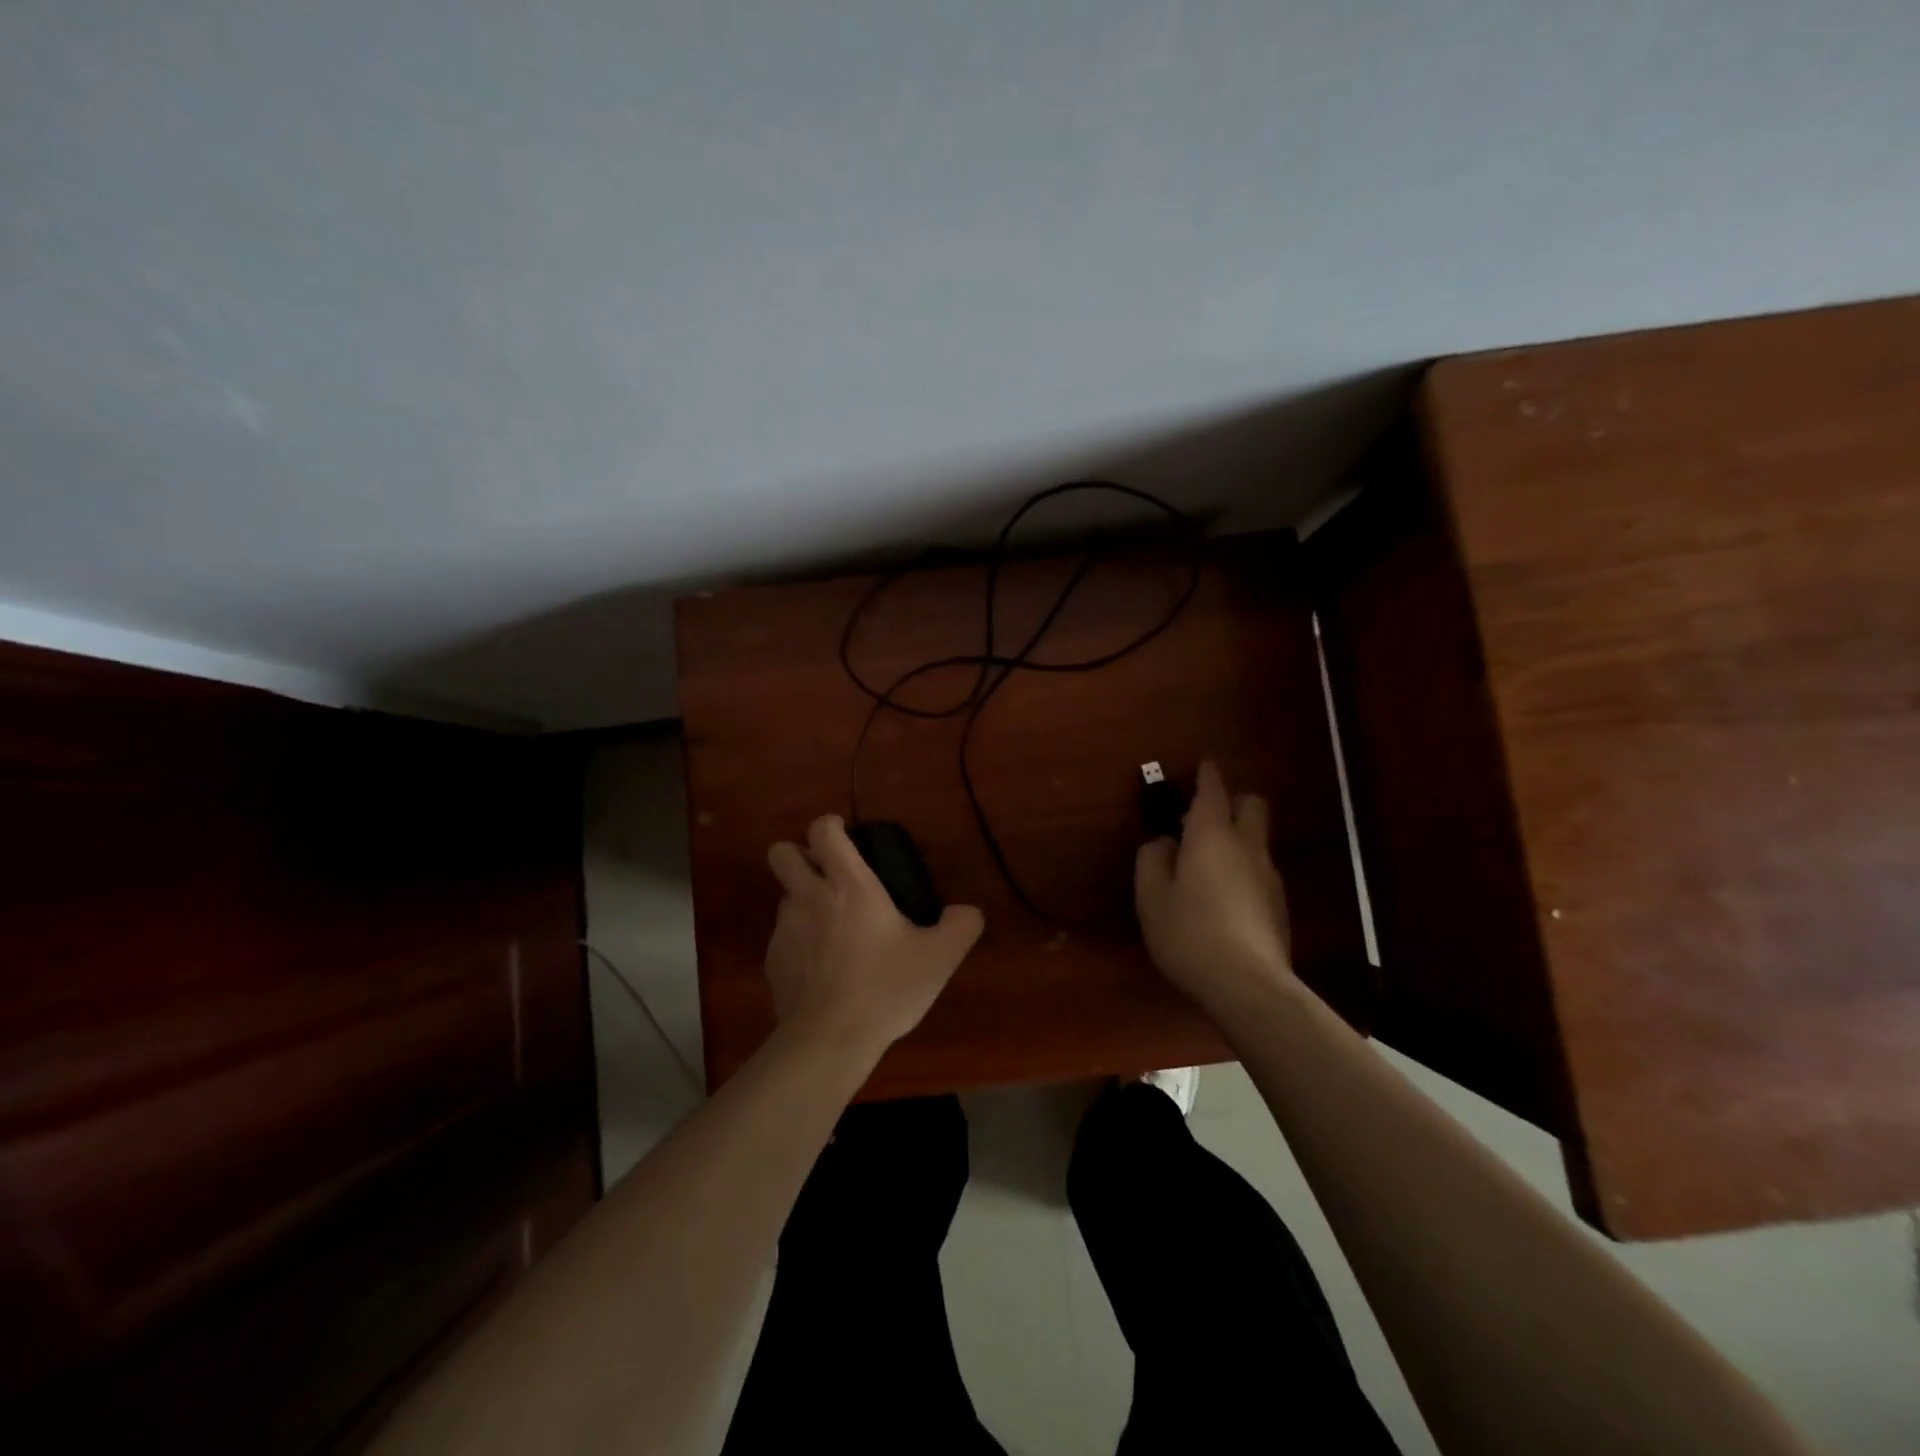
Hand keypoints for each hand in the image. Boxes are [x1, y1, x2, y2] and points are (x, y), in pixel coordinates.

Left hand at [764, 815, 984, 1054]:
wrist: (829, 1041)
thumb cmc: (885, 988)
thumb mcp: (939, 957)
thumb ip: (961, 926)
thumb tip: (968, 912)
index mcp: (848, 885)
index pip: (822, 830)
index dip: (830, 825)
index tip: (845, 836)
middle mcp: (809, 897)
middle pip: (781, 852)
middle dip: (799, 855)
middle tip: (828, 875)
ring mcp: (784, 929)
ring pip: (784, 896)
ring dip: (803, 901)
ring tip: (833, 930)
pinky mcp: (772, 961)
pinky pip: (782, 936)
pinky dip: (799, 941)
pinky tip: (822, 968)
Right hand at [1135, 760, 1295, 1009]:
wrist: (1248, 985)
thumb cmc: (1189, 933)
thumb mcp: (1151, 896)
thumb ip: (1152, 859)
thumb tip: (1164, 842)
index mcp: (1212, 836)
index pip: (1213, 790)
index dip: (1207, 774)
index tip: (1203, 765)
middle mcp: (1247, 846)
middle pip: (1252, 804)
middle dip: (1232, 800)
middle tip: (1203, 818)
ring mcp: (1269, 875)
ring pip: (1257, 839)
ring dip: (1237, 837)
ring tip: (1208, 864)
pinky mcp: (1279, 903)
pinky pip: (1260, 869)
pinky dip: (1243, 868)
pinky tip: (1224, 898)